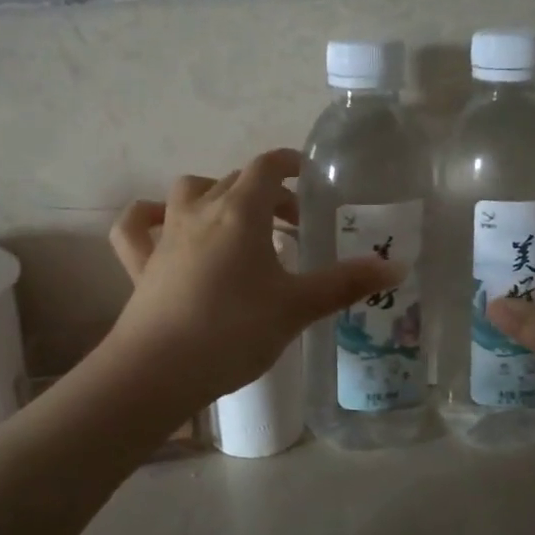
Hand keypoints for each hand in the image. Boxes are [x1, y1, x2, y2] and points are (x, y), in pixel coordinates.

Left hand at [106, 149, 401, 410]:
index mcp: (240, 213)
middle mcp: (199, 211)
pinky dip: (149, 218)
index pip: (267, 167)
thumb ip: (346, 283)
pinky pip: (137, 227)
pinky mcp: (140, 264)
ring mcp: (165, 236)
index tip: (309, 177)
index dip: (290, 164)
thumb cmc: (234, 331)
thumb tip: (398, 267)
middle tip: (291, 223)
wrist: (159, 370)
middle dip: (266, 193)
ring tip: (236, 221)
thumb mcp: (297, 307)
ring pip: (187, 192)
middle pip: (234, 181)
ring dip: (214, 195)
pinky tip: (162, 225)